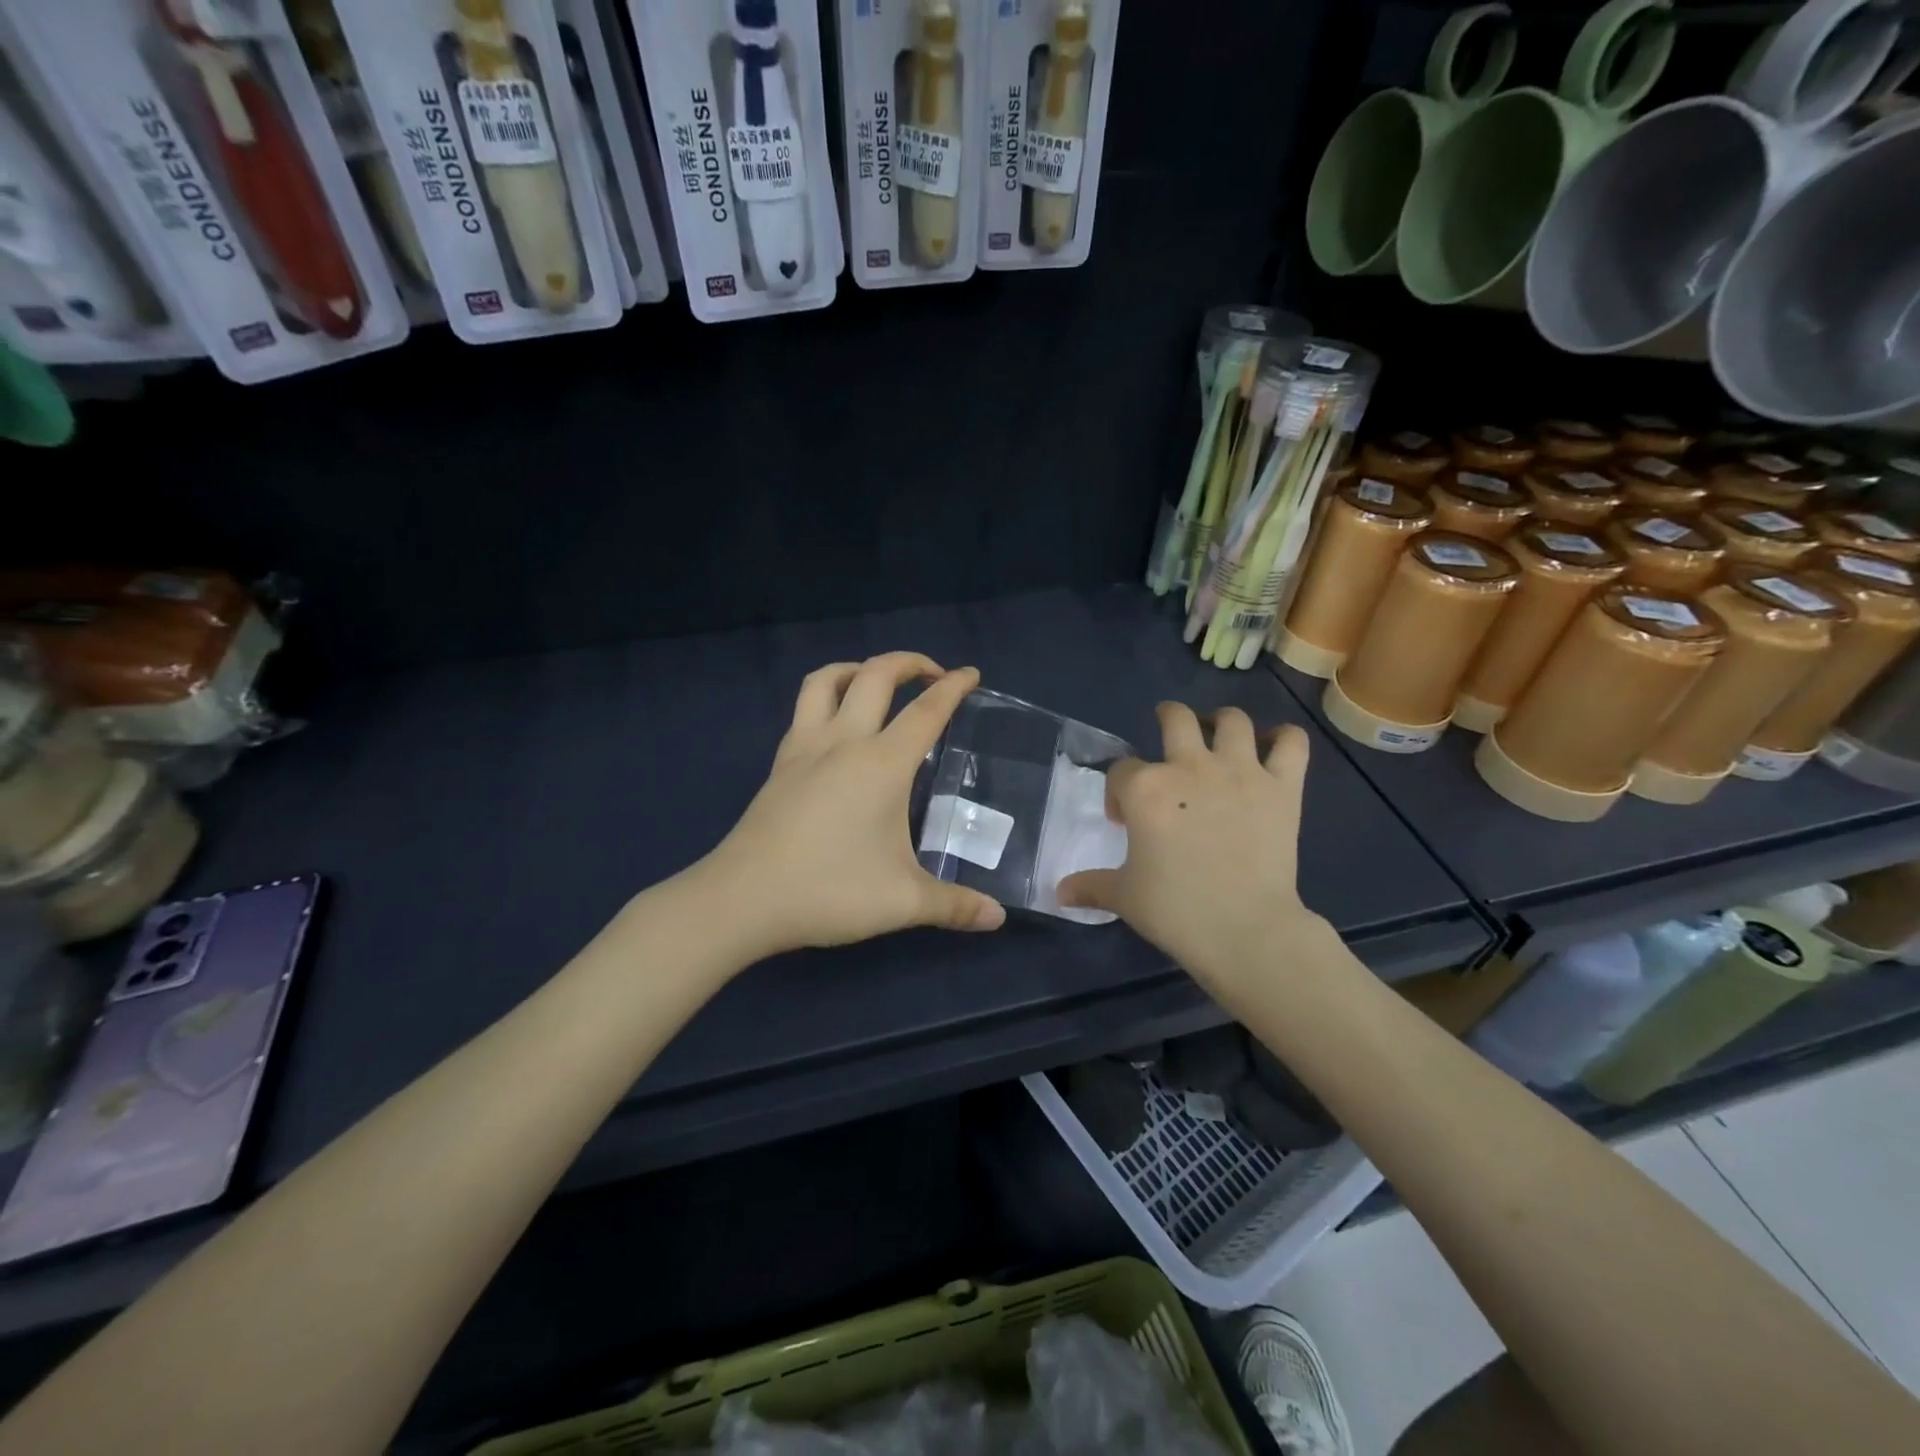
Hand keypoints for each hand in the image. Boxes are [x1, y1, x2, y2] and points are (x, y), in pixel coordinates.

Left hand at [701, 653, 1006, 957]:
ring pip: (827, 680)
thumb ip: (955, 906)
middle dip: (909, 662)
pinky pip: (803, 709)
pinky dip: (827, 697)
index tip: (971, 674)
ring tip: (878, 682)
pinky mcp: (780, 764)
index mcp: (882, 764)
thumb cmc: (829, 891)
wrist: (742, 899)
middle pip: (876, 676)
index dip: (954, 688)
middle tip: (933, 674)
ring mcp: (804, 749)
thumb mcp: (903, 903)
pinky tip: (836, 727)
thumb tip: (997, 918)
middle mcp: (844, 742)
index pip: (927, 711)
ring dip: (858, 668)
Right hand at [1058, 703, 1327, 993]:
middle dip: (1167, 718)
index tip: (1123, 821)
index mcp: (1145, 788)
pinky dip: (1285, 738)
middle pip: (1176, 718)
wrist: (1245, 929)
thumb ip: (1090, 885)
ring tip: (1218, 736)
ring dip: (1222, 722)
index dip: (1117, 792)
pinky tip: (1274, 746)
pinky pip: (1292, 743)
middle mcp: (1190, 766)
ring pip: (1232, 720)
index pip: (1121, 770)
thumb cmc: (1175, 910)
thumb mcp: (1123, 897)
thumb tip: (1059, 893)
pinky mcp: (1282, 787)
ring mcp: (1240, 772)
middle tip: (1168, 734)